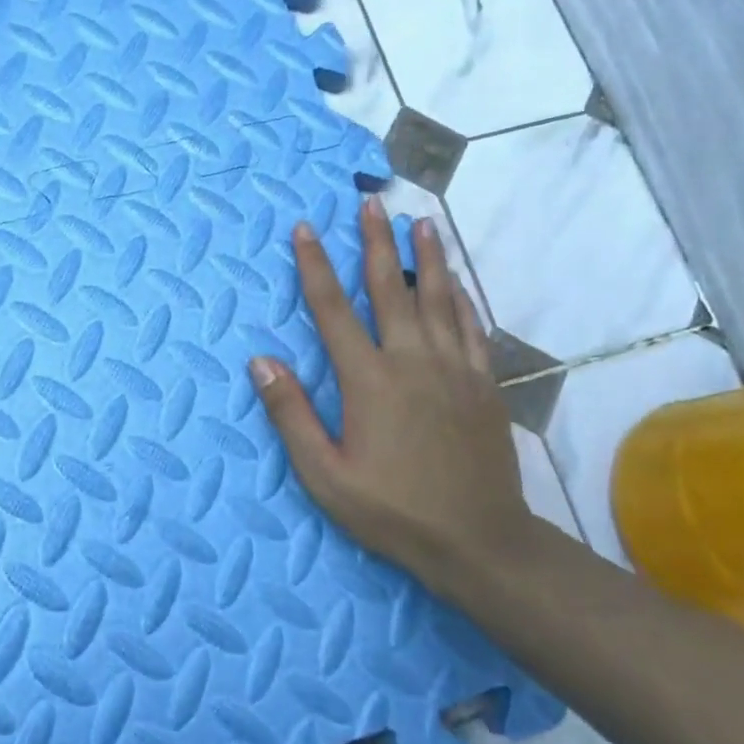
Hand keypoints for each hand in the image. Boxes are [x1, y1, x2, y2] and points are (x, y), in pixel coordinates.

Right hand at [250, 197, 538, 598]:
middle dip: (376, 242)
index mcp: (369, 380)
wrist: (479, 540)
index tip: (305, 229)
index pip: (333, 309)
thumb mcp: (325, 475)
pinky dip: (461, 297)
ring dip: (428, 256)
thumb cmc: (393, 511)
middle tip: (370, 202)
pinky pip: (470, 326)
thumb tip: (260, 361)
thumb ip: (290, 415)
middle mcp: (412, 360)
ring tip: (423, 221)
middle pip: (390, 288)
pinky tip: (457, 282)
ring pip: (438, 297)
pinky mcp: (483, 383)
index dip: (315, 266)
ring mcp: (454, 368)